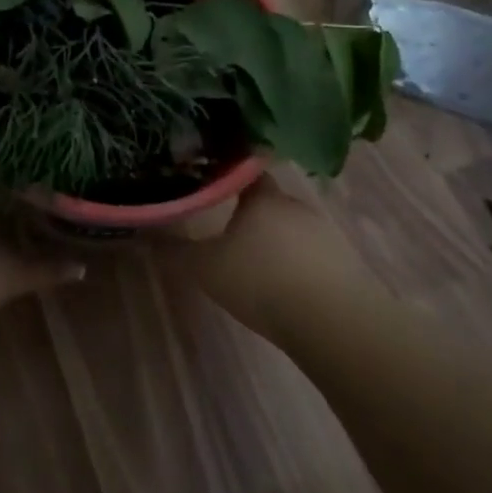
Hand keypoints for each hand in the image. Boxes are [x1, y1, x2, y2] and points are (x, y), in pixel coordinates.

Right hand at [157, 175, 366, 340]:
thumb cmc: (262, 281)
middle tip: (228, 232)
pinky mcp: (345, 261)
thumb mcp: (207, 269)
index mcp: (263, 198)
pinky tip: (287, 286)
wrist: (333, 320)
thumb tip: (146, 234)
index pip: (245, 171)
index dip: (228, 176)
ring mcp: (325, 233)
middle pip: (269, 203)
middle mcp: (296, 206)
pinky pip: (313, 254)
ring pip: (292, 229)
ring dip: (276, 242)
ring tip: (257, 265)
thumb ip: (176, 251)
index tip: (210, 182)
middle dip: (251, 216)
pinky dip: (298, 264)